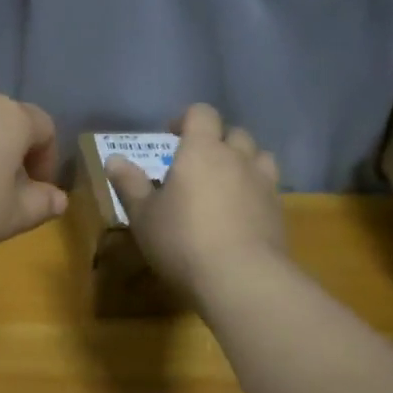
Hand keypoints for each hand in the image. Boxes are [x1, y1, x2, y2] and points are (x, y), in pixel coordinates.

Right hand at [105, 103, 285, 302]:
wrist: (241, 278)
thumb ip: (130, 184)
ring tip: (226, 182)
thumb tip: (113, 159)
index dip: (187, 119)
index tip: (172, 135)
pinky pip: (268, 188)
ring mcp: (263, 184)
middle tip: (197, 163)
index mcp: (202, 150)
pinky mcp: (279, 212)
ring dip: (243, 162)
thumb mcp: (143, 215)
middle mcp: (237, 158)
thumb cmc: (182, 240)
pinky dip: (255, 192)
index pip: (202, 114)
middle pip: (234, 133)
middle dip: (217, 141)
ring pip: (259, 157)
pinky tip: (241, 213)